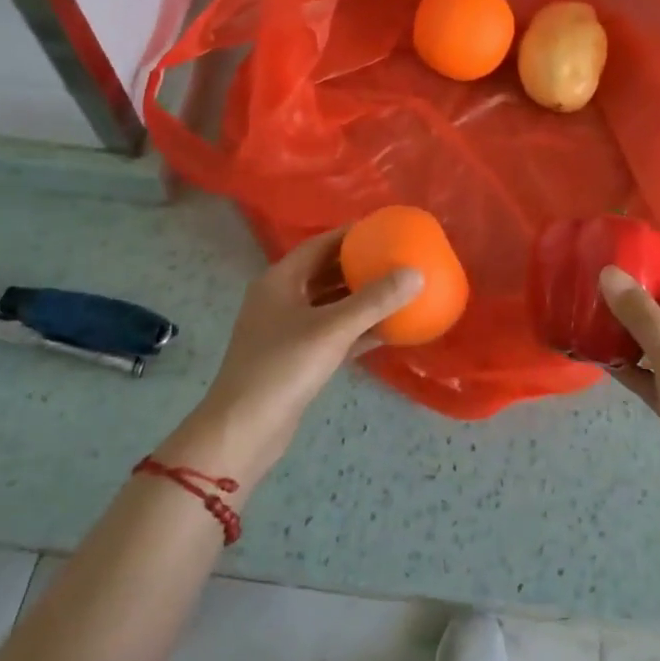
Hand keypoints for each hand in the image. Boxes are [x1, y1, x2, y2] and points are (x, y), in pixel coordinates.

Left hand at [175, 229, 420, 478]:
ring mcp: (287, 330)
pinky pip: (332, 333)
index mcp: (280, 281)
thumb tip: (416, 273)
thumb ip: (375, 301)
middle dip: (359, 265)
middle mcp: (281, 299)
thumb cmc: (282, 368)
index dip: (351, 234)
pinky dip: (357, 329)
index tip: (385, 229)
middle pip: (325, 272)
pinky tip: (388, 330)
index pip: (320, 244)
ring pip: (330, 304)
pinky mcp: (296, 358)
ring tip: (398, 289)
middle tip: (397, 257)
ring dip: (360, 298)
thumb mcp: (332, 330)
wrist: (243, 431)